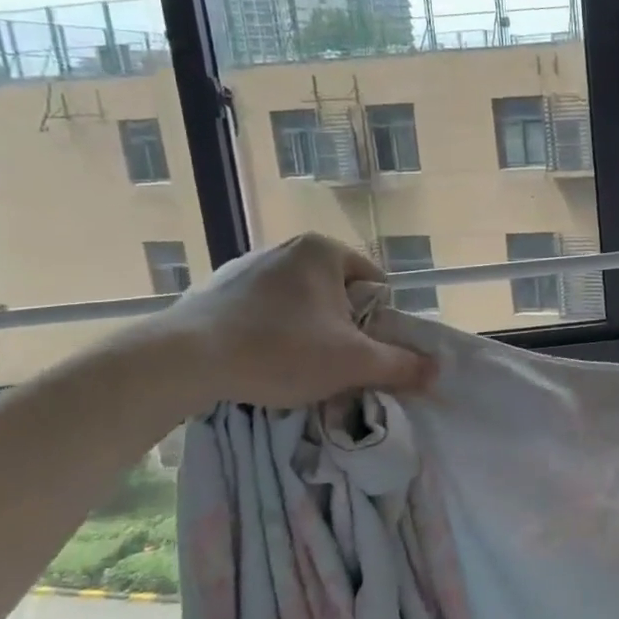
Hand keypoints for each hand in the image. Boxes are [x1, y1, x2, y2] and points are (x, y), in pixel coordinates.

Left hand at [155, 233, 434, 407]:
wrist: (181, 361)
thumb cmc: (280, 350)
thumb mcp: (353, 362)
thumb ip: (401, 365)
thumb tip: (437, 370)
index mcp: (324, 251)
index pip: (375, 285)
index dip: (378, 323)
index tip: (363, 352)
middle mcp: (287, 247)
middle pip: (339, 295)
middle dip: (343, 329)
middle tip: (333, 364)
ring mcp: (247, 266)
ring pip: (302, 305)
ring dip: (309, 333)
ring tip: (296, 367)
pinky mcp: (216, 290)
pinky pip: (265, 311)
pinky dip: (273, 333)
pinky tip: (261, 361)